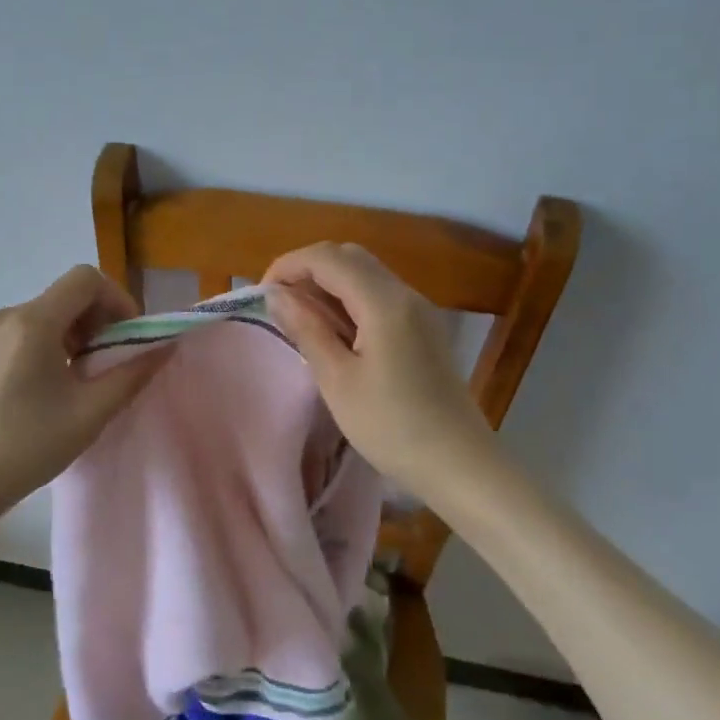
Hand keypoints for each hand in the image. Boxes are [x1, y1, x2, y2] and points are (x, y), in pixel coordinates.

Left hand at [0, 265, 169, 529]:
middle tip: (111, 364)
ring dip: (76, 336)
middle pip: (66, 296)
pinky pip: (24, 332)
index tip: (129, 340)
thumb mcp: (88, 414)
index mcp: (33, 322)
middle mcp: (6, 316)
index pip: (86, 279)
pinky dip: (50, 345)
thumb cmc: (25, 447)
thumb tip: (164, 346)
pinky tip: (50, 389)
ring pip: (46, 315)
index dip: (119, 301)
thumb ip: (131, 375)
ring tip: (82, 381)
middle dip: (99, 321)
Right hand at [264, 242, 493, 499]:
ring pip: (366, 273)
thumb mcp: (337, 380)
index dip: (289, 265)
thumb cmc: (391, 426)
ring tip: (300, 318)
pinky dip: (349, 299)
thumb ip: (307, 329)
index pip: (328, 258)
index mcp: (384, 302)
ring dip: (329, 284)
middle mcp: (405, 294)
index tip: (262, 296)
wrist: (458, 463)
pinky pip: (380, 295)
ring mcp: (419, 310)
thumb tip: (277, 295)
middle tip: (280, 305)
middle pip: (349, 256)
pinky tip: (334, 331)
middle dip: (308, 270)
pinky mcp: (424, 328)